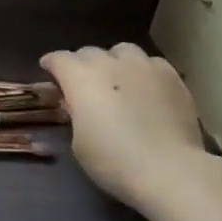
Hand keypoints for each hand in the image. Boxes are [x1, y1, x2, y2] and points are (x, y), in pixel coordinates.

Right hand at [41, 44, 215, 209]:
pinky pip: (151, 63)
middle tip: (84, 84)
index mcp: (80, 78)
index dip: (52, 65)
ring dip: (114, 62)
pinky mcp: (172, 76)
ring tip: (118, 80)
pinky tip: (147, 89)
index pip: (59, 58)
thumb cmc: (113, 161)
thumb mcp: (79, 142)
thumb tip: (78, 104)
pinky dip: (143, 71)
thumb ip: (75, 114)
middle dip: (82, 64)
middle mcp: (110, 63)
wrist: (169, 170)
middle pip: (89, 52)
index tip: (49, 73)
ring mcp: (144, 66)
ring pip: (123, 51)